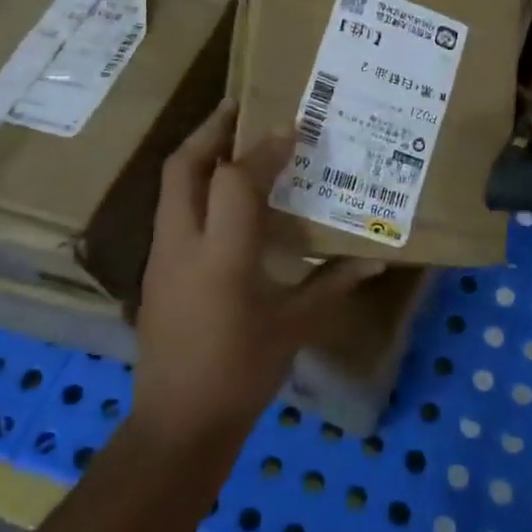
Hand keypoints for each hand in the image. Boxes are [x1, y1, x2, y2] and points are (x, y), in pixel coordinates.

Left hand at [133, 102, 378, 446]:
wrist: (178, 423)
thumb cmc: (241, 374)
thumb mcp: (293, 327)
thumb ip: (332, 286)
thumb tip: (376, 260)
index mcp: (222, 256)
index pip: (236, 180)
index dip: (264, 149)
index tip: (291, 128)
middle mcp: (183, 245)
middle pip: (183, 167)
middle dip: (210, 130)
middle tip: (239, 108)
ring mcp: (162, 257)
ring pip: (171, 187)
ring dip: (198, 156)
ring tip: (232, 142)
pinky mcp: (156, 272)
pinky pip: (172, 212)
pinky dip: (194, 189)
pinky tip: (223, 200)